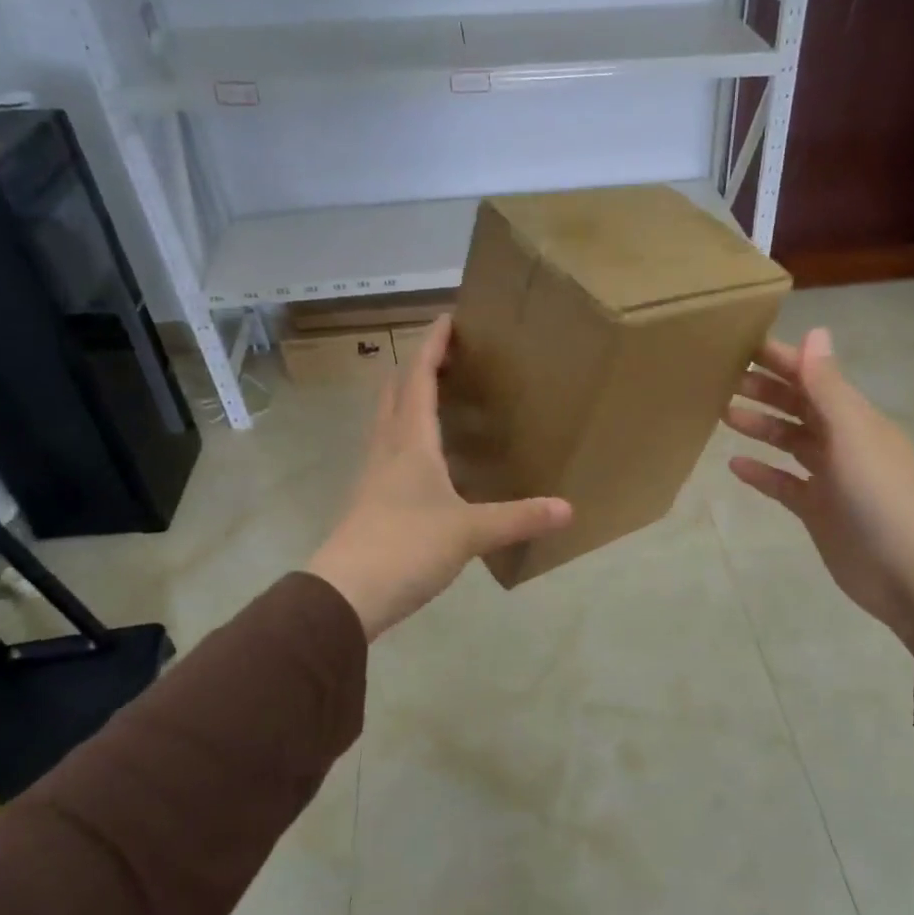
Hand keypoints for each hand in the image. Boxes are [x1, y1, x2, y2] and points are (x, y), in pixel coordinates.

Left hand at [306, 315, 571, 639]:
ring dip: (406, 399)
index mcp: (410, 441)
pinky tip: (423, 458)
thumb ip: (519, 517)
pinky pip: (387, 451)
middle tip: (444, 355)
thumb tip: (568, 509)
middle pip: (394, 392)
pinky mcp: (368, 501)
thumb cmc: (406, 547)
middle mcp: (387, 449)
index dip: (432, 347)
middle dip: (415, 367)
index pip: (418, 379)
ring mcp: (373, 476)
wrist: (344, 595)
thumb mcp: (470, 531)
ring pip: (387, 421)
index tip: (448, 319)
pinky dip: (405, 436)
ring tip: (434, 396)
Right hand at [723, 329, 913, 648]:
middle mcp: (842, 442)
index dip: (782, 360)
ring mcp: (829, 478)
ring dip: (761, 426)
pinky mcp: (817, 510)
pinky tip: (734, 465)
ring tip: (723, 414)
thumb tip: (815, 331)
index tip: (743, 346)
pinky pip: (784, 484)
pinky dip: (761, 473)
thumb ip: (828, 387)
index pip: (813, 378)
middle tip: (723, 379)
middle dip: (766, 390)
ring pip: (789, 442)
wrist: (908, 572)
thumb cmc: (880, 495)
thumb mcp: (852, 434)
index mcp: (854, 418)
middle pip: (799, 407)